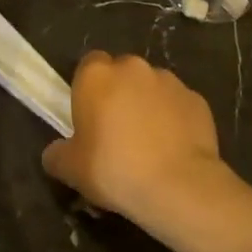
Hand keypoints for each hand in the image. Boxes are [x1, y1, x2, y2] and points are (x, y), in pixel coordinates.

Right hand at [42, 52, 225, 227]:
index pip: (88, 65)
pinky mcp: (196, 99)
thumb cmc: (115, 169)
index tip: (89, 116)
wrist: (178, 187)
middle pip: (121, 73)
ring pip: (151, 87)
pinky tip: (172, 148)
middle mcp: (133, 68)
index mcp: (97, 75)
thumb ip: (57, 155)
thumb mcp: (71, 169)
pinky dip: (174, 119)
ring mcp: (169, 81)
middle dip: (119, 94)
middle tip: (116, 130)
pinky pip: (177, 105)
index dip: (88, 88)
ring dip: (147, 104)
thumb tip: (55, 153)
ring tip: (148, 143)